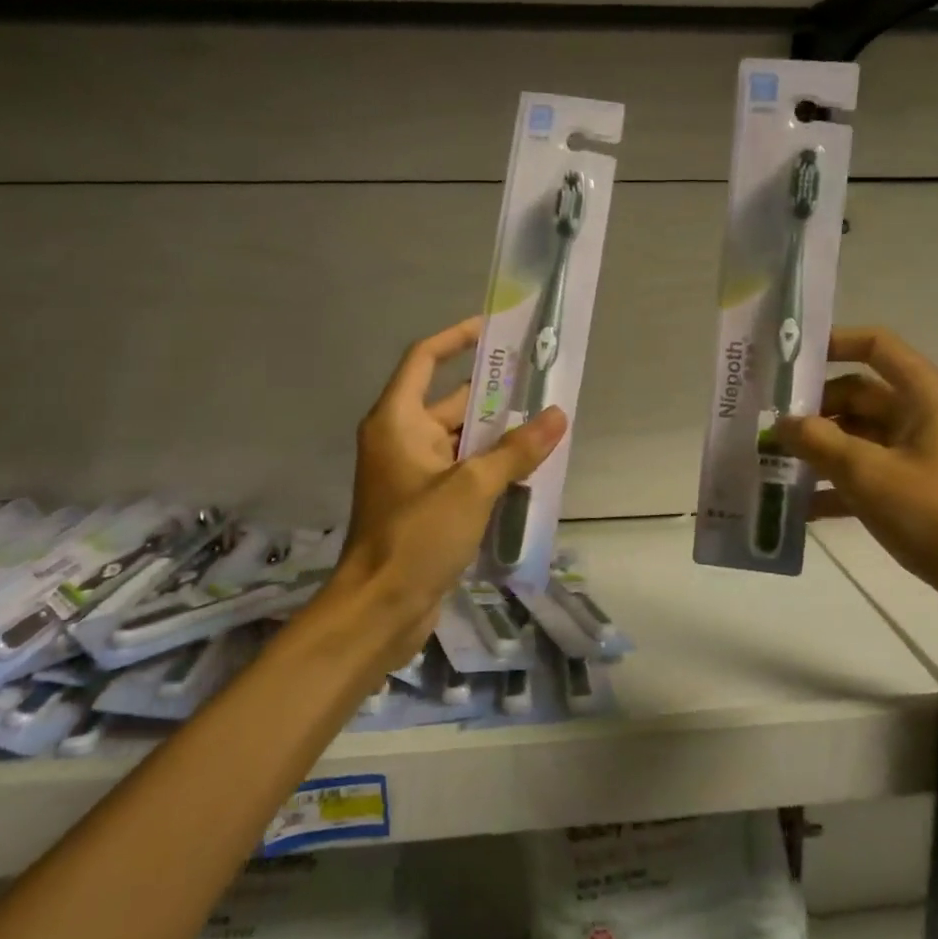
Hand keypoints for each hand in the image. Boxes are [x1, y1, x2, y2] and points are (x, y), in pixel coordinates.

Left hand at [333, 318, 566, 666]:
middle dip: (493, 392)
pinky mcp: (425, 504)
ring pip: (460, 439)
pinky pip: (463, 470)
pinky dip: (490, 465)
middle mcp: (401, 439)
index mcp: (398, 421)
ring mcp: (413, 474)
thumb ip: (516, 449)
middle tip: (539, 380)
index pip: (424, 359)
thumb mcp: (472, 487)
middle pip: (449, 400)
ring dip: (497, 433)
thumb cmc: (416, 536)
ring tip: (544, 422)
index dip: (456, 338)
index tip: (493, 329)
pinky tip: (528, 468)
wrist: (380, 609)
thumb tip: (557, 415)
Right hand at [771, 326, 937, 658]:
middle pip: (860, 395)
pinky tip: (799, 508)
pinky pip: (872, 476)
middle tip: (766, 424)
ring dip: (821, 450)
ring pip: (861, 438)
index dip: (832, 343)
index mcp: (925, 395)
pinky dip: (839, 486)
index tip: (787, 361)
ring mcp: (925, 455)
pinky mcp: (922, 492)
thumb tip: (781, 422)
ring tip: (772, 462)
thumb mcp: (869, 474)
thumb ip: (818, 442)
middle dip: (814, 409)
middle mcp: (926, 416)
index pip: (875, 345)